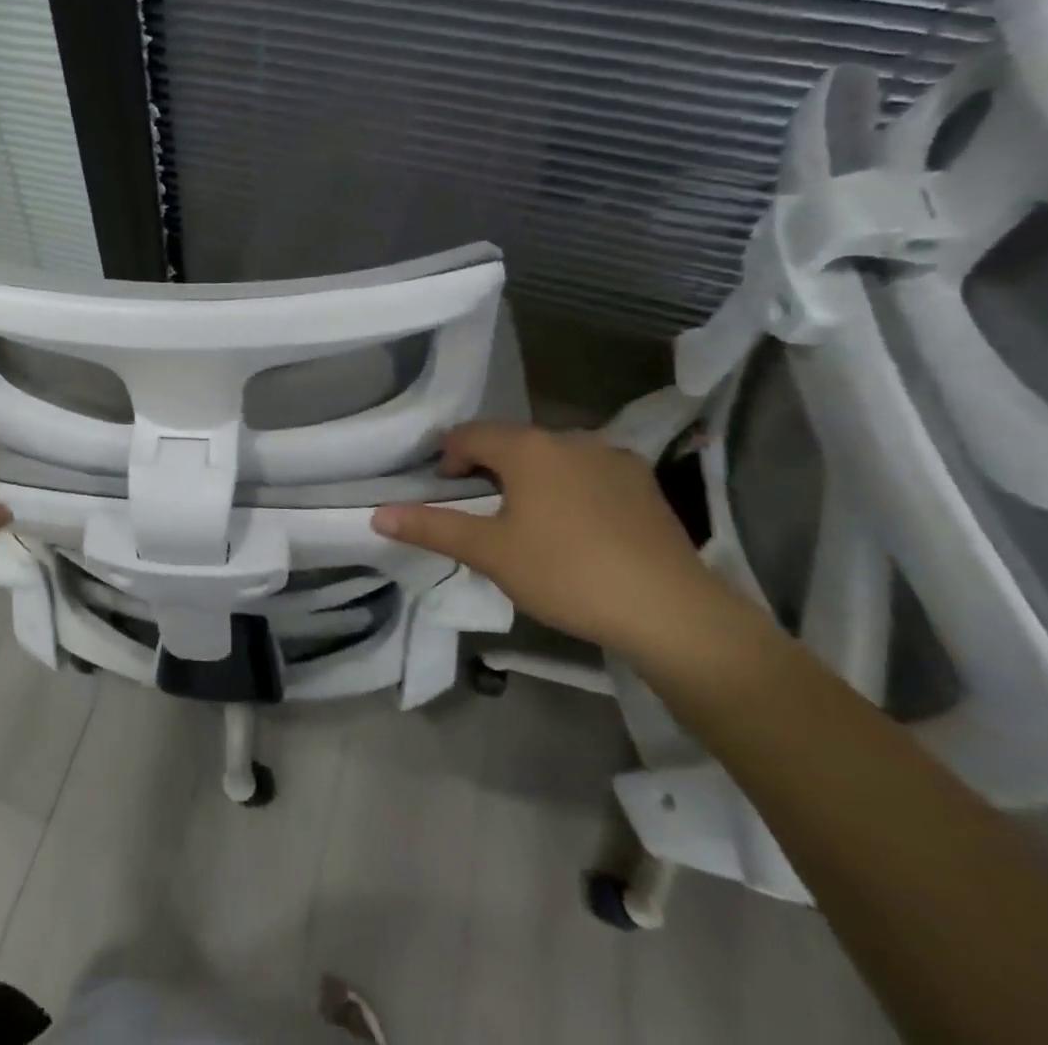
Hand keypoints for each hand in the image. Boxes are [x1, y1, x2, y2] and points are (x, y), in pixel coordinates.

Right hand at [371, 421, 734, 661]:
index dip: (448, 458)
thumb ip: (432, 528)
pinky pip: (589, 472)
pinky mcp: (643, 483)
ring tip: (529, 521)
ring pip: (553, 456)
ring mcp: (613, 457)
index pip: (469, 434)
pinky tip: (578, 528)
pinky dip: (570, 487)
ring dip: (531, 476)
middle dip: (489, 468)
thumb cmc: (566, 574)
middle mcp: (570, 438)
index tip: (446, 492)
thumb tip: (376, 514)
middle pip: (512, 442)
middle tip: (483, 511)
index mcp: (528, 447)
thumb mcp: (490, 553)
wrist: (671, 612)